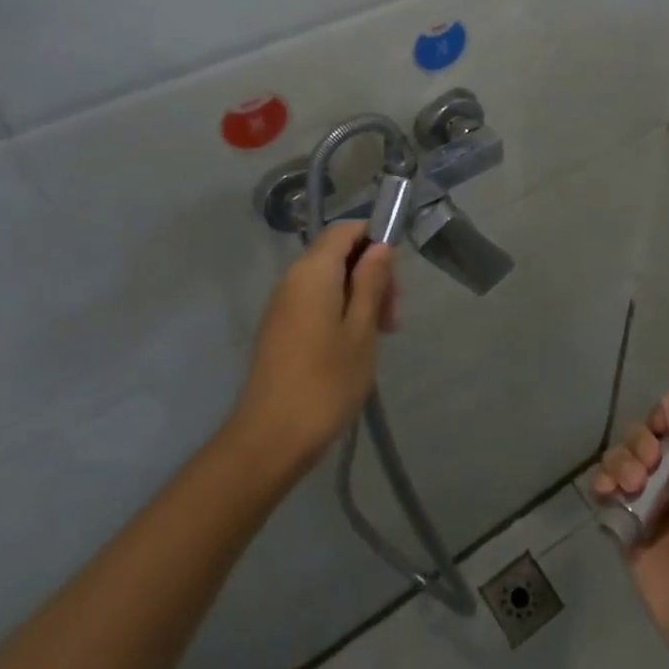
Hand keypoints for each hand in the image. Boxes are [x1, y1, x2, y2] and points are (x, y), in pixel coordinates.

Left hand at [236, 221, 397, 469]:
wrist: (271, 439)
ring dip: (360, 297)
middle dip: (372, 274)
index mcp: (312, 272)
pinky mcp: (282, 329)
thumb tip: (379, 246)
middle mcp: (292, 280)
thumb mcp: (361, 329)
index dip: (374, 238)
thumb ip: (370, 282)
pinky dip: (342, 312)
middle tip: (393, 316)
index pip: (344, 230)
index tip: (397, 274)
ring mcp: (283, 306)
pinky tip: (358, 345)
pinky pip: (317, 302)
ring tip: (381, 334)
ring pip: (330, 281)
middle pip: (338, 255)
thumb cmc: (325, 382)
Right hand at [593, 393, 668, 668]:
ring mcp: (653, 510)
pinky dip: (602, 488)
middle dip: (637, 444)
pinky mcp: (631, 537)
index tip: (659, 433)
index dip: (660, 423)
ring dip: (618, 464)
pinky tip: (604, 494)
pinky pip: (608, 499)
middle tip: (647, 467)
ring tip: (627, 487)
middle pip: (643, 442)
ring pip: (622, 466)